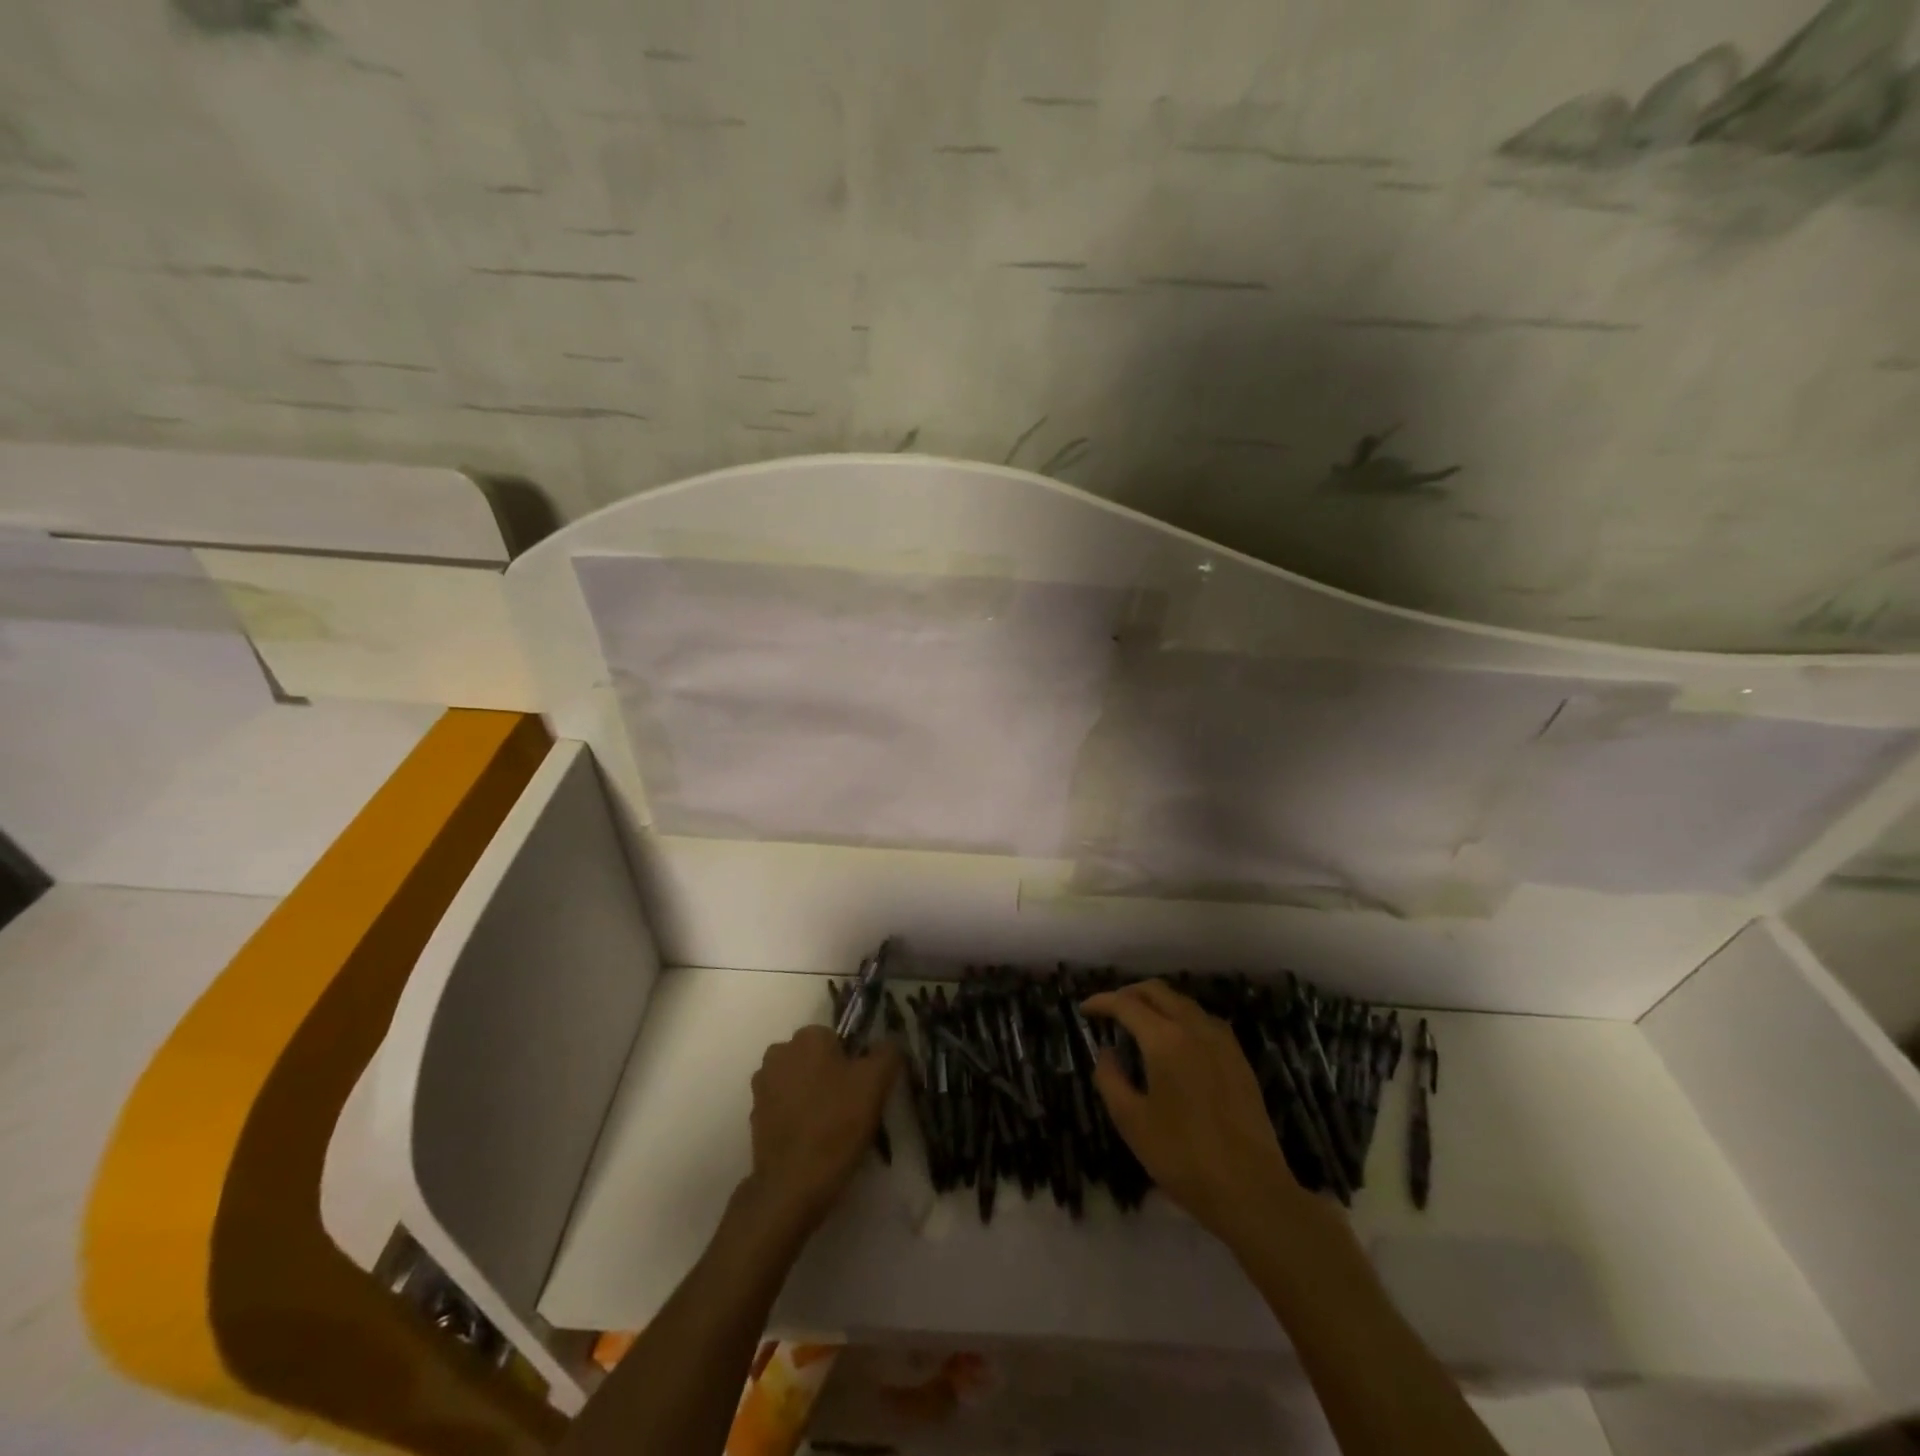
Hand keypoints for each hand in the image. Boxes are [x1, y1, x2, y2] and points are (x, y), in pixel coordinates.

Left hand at [745, 1025, 900, 1234]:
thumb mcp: (876, 1083)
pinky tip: (812, 1140)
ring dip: (813, 1096)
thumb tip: (890, 1041)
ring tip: (831, 1128)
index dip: (854, 1063)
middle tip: (850, 1108)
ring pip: (799, 1082)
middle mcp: (779, 1052)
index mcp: (807, 1036)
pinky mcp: (754, 1116)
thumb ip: (888, 1052)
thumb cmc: (837, 1124)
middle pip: (816, 1059)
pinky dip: (797, 1117)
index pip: (838, 1038)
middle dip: (831, 1076)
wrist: (791, 1186)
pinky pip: (784, 1107)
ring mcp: (762, 1085)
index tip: (863, 1089)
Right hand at [1083, 981, 1315, 1243]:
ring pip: (1183, 1002)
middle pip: (1158, 991)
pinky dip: (1180, 1017)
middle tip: (1109, 1010)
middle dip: (1129, 994)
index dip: (1101, 1002)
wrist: (1252, 1190)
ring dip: (1156, 1003)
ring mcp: (1222, 1041)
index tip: (1084, 1009)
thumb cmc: (1183, 1157)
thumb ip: (1111, 1079)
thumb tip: (1106, 1052)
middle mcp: (1195, 1028)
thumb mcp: (1132, 1122)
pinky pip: (1203, 1020)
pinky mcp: (1239, 1058)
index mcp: (1165, 1040)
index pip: (1126, 1004)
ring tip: (1139, 1023)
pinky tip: (1174, 1041)